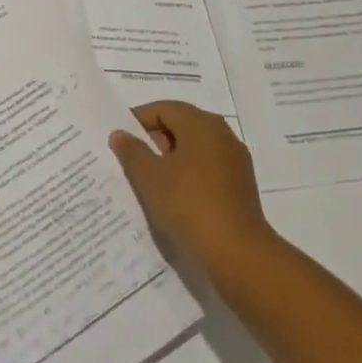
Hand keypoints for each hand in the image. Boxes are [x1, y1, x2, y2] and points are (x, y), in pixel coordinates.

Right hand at [110, 101, 273, 267]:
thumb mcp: (150, 177)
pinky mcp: (241, 185)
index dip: (138, 120)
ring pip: (196, 149)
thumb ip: (132, 151)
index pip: (163, 108)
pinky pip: (208, 169)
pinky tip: (176, 197)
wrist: (238, 253)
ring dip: (172, 159)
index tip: (120, 139)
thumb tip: (120, 134)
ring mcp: (235, 160)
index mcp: (200, 123)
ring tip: (151, 181)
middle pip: (181, 125)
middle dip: (155, 140)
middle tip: (132, 160)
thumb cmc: (189, 204)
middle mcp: (221, 133)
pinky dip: (189, 175)